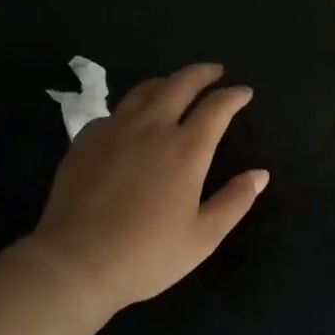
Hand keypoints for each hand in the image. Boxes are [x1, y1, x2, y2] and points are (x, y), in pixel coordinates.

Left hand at [25, 63, 267, 318]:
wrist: (74, 263)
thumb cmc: (146, 255)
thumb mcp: (202, 237)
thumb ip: (234, 201)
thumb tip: (260, 174)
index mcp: (186, 149)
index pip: (216, 108)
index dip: (233, 96)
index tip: (244, 92)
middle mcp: (151, 128)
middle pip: (180, 84)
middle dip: (202, 73)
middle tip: (215, 71)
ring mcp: (114, 130)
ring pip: (144, 90)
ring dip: (167, 82)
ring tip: (176, 85)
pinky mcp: (85, 140)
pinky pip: (115, 112)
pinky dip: (132, 108)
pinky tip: (132, 121)